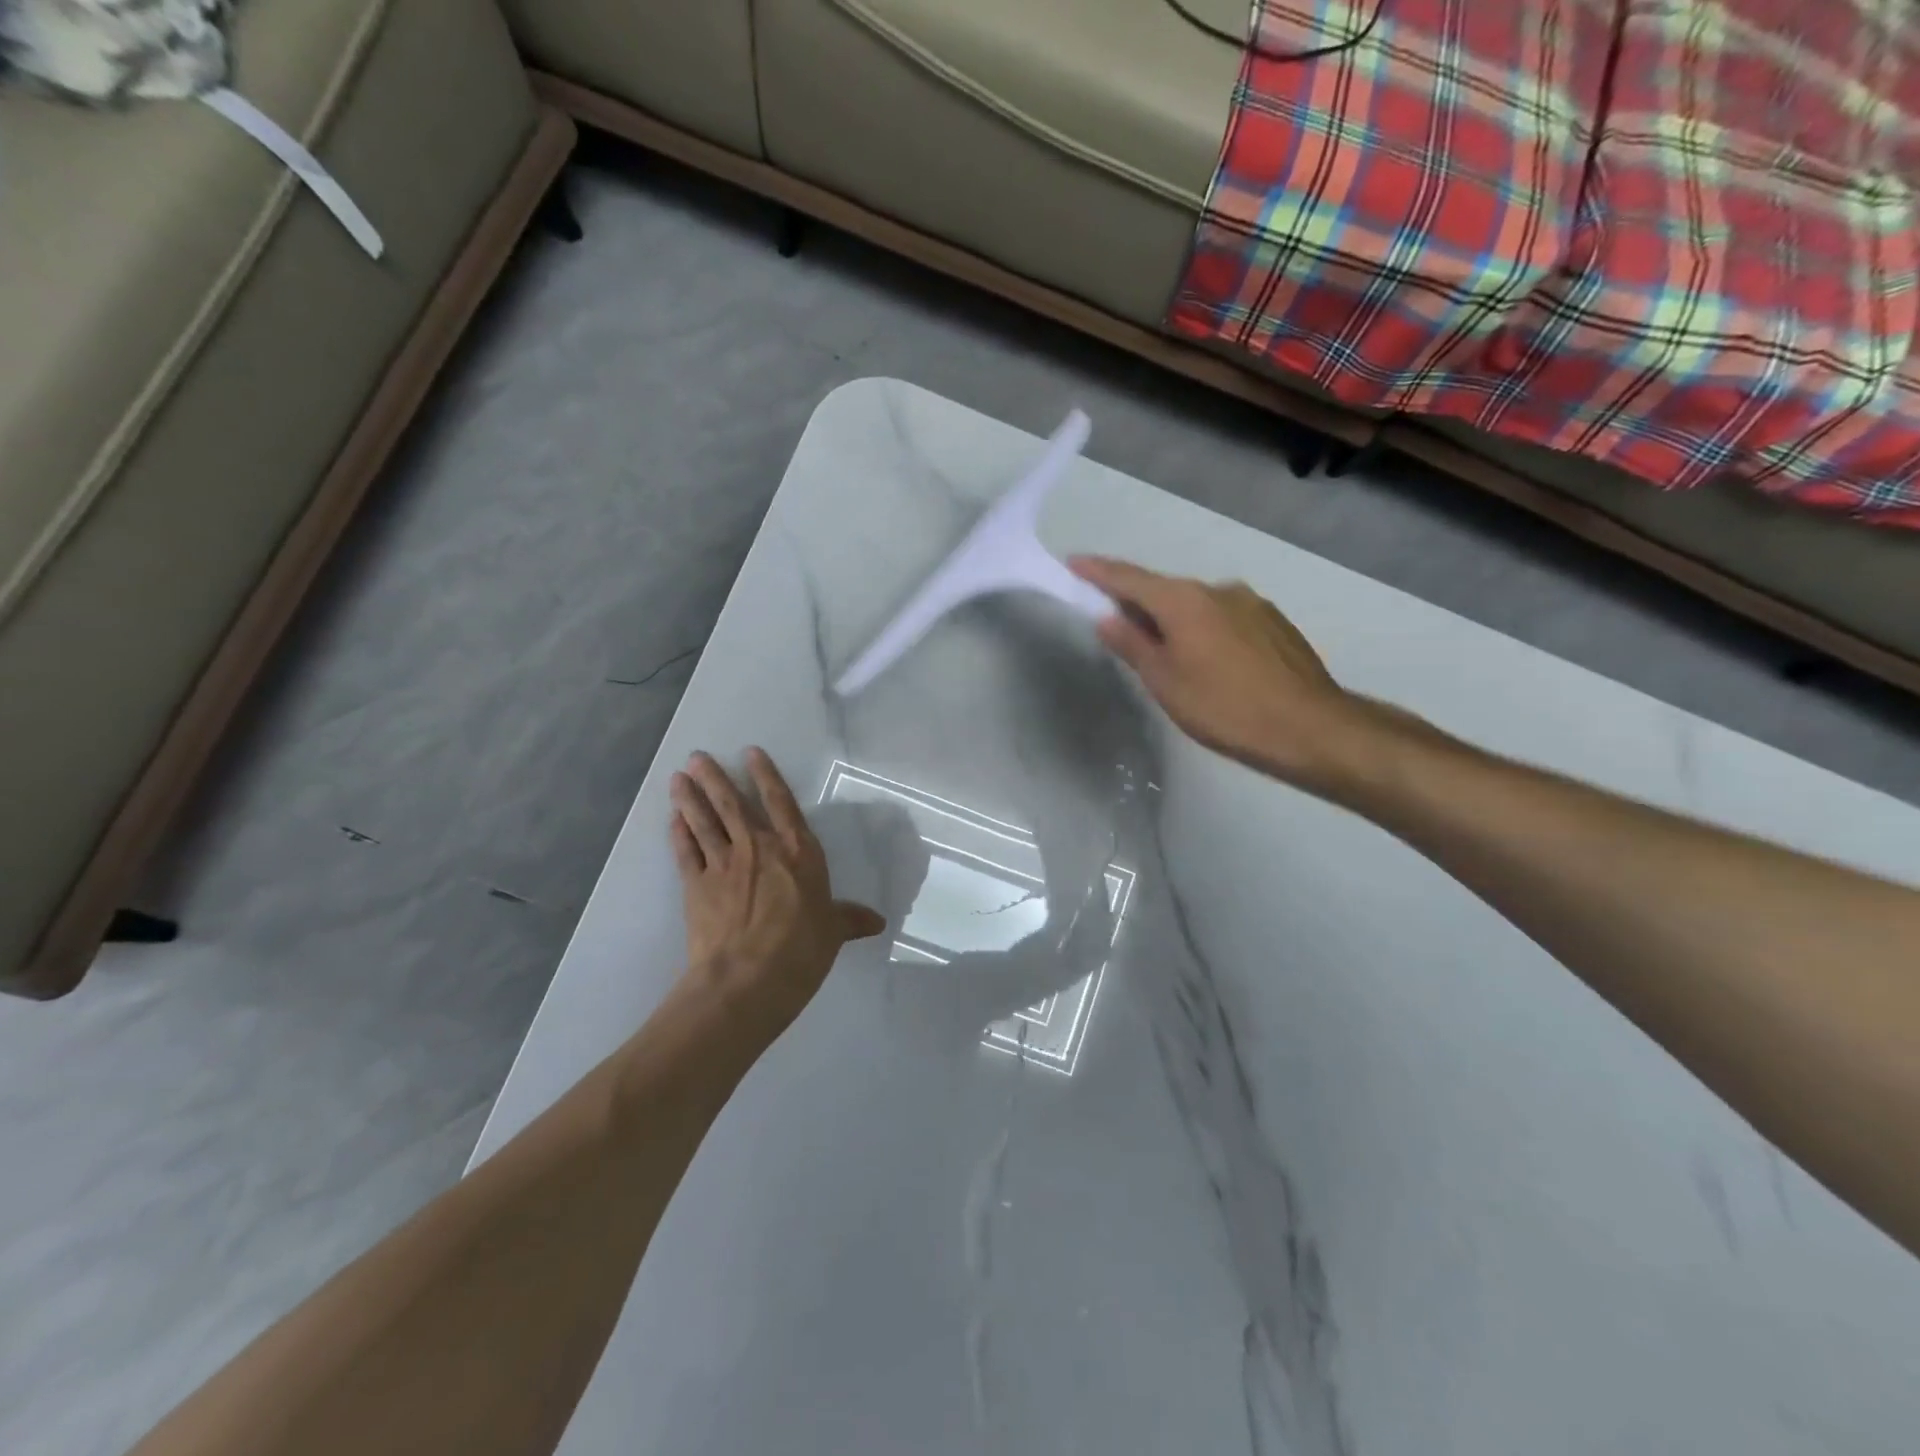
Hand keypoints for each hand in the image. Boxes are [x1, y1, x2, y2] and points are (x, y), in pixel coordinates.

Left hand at [670, 749, 885, 1038]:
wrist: (748, 978)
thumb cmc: (801, 949)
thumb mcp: (833, 932)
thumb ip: (850, 919)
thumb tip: (877, 922)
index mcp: (797, 851)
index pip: (781, 802)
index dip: (765, 775)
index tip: (750, 753)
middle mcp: (759, 847)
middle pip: (733, 804)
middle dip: (715, 778)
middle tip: (696, 757)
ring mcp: (723, 864)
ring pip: (705, 822)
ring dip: (690, 798)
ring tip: (678, 777)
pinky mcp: (696, 886)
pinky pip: (686, 852)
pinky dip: (679, 834)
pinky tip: (673, 819)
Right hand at [1069, 556, 1367, 789]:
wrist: (1309, 727)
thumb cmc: (1224, 707)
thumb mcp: (1165, 682)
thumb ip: (1133, 645)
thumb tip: (1106, 617)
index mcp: (1184, 600)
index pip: (1129, 578)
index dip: (1098, 571)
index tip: (1074, 563)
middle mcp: (1218, 589)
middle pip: (1164, 590)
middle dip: (1137, 602)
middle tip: (1116, 623)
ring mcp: (1251, 603)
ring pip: (1198, 605)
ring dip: (1175, 619)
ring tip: (1168, 653)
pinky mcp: (1274, 622)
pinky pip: (1225, 617)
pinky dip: (1205, 629)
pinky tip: (1210, 660)